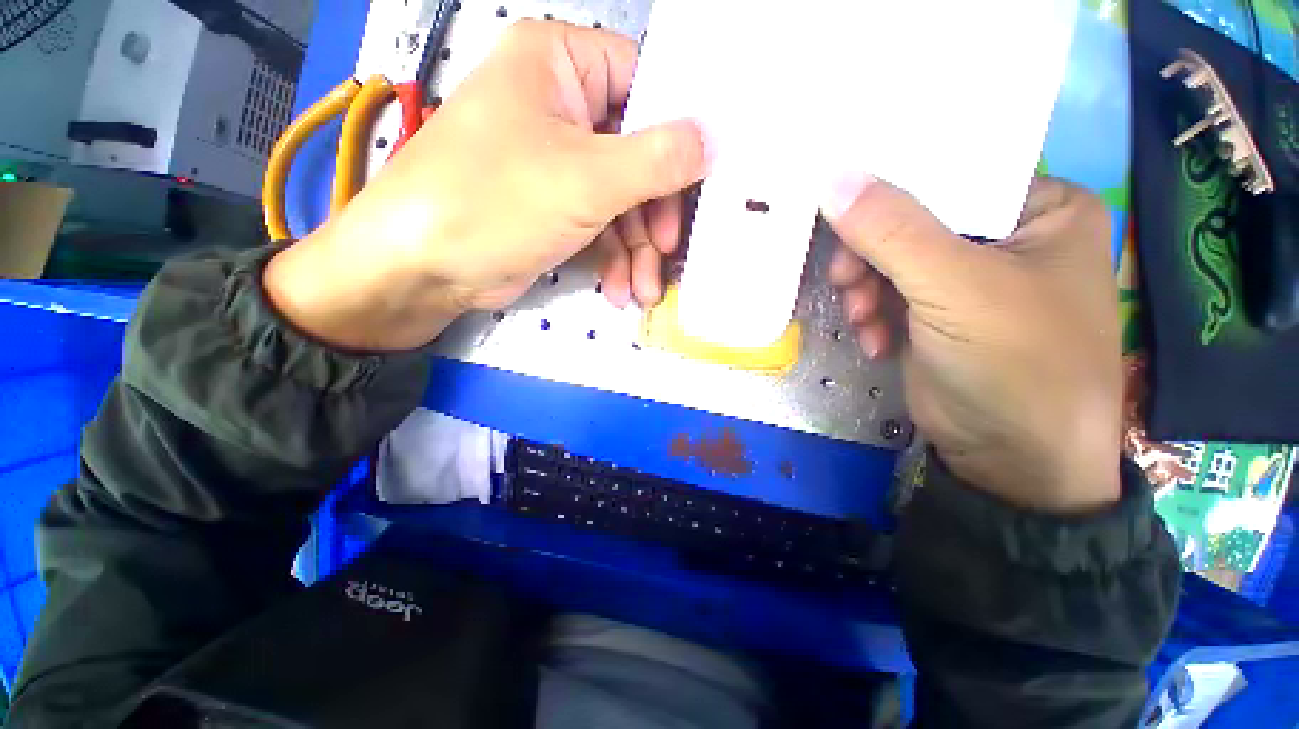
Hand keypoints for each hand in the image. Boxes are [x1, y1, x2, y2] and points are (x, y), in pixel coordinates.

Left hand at [265, 20, 707, 350]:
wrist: (425, 267)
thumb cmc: (496, 202)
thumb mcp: (587, 178)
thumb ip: (657, 159)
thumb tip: (711, 141)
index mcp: (561, 65)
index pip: (646, 84)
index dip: (680, 135)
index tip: (704, 183)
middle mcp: (563, 108)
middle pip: (639, 156)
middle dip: (655, 218)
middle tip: (667, 255)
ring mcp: (561, 163)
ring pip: (624, 202)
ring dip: (638, 252)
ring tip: (644, 290)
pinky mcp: (558, 208)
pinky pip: (604, 227)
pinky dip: (616, 261)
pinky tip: (621, 289)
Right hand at [824, 177, 1122, 512]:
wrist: (1012, 459)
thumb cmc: (1013, 363)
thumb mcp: (953, 288)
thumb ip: (891, 230)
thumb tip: (834, 179)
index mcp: (1040, 208)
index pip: (952, 172)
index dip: (891, 185)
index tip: (838, 208)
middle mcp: (1008, 236)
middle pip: (915, 220)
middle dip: (872, 256)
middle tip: (846, 281)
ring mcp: (970, 279)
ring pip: (893, 260)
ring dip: (866, 289)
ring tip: (861, 318)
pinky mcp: (939, 315)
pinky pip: (890, 294)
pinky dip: (874, 314)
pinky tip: (874, 340)